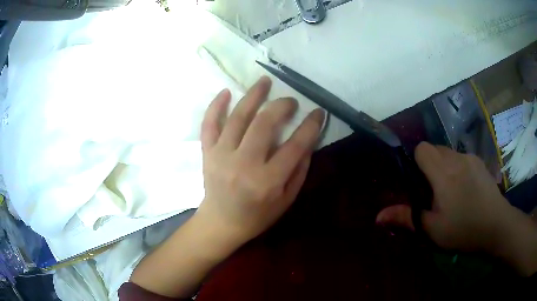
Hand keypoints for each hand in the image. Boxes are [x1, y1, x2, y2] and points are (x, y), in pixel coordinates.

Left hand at [197, 76, 324, 244]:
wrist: (222, 223)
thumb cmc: (257, 216)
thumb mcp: (287, 200)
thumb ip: (299, 170)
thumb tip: (308, 140)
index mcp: (267, 181)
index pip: (295, 146)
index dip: (310, 126)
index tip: (318, 112)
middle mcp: (243, 165)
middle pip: (263, 124)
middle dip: (281, 106)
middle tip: (290, 101)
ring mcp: (221, 156)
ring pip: (237, 118)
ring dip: (253, 96)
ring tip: (264, 81)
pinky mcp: (207, 153)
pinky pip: (209, 124)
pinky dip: (216, 106)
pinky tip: (226, 92)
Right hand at [376, 142, 513, 251]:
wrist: (497, 225)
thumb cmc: (464, 230)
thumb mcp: (432, 230)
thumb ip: (406, 218)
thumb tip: (378, 216)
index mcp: (444, 173)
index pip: (422, 149)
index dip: (416, 161)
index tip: (418, 183)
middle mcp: (457, 158)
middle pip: (435, 149)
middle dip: (429, 165)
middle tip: (433, 192)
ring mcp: (471, 159)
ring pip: (449, 153)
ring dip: (444, 167)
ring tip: (450, 192)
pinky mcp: (480, 163)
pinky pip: (462, 158)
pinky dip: (457, 168)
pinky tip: (465, 189)